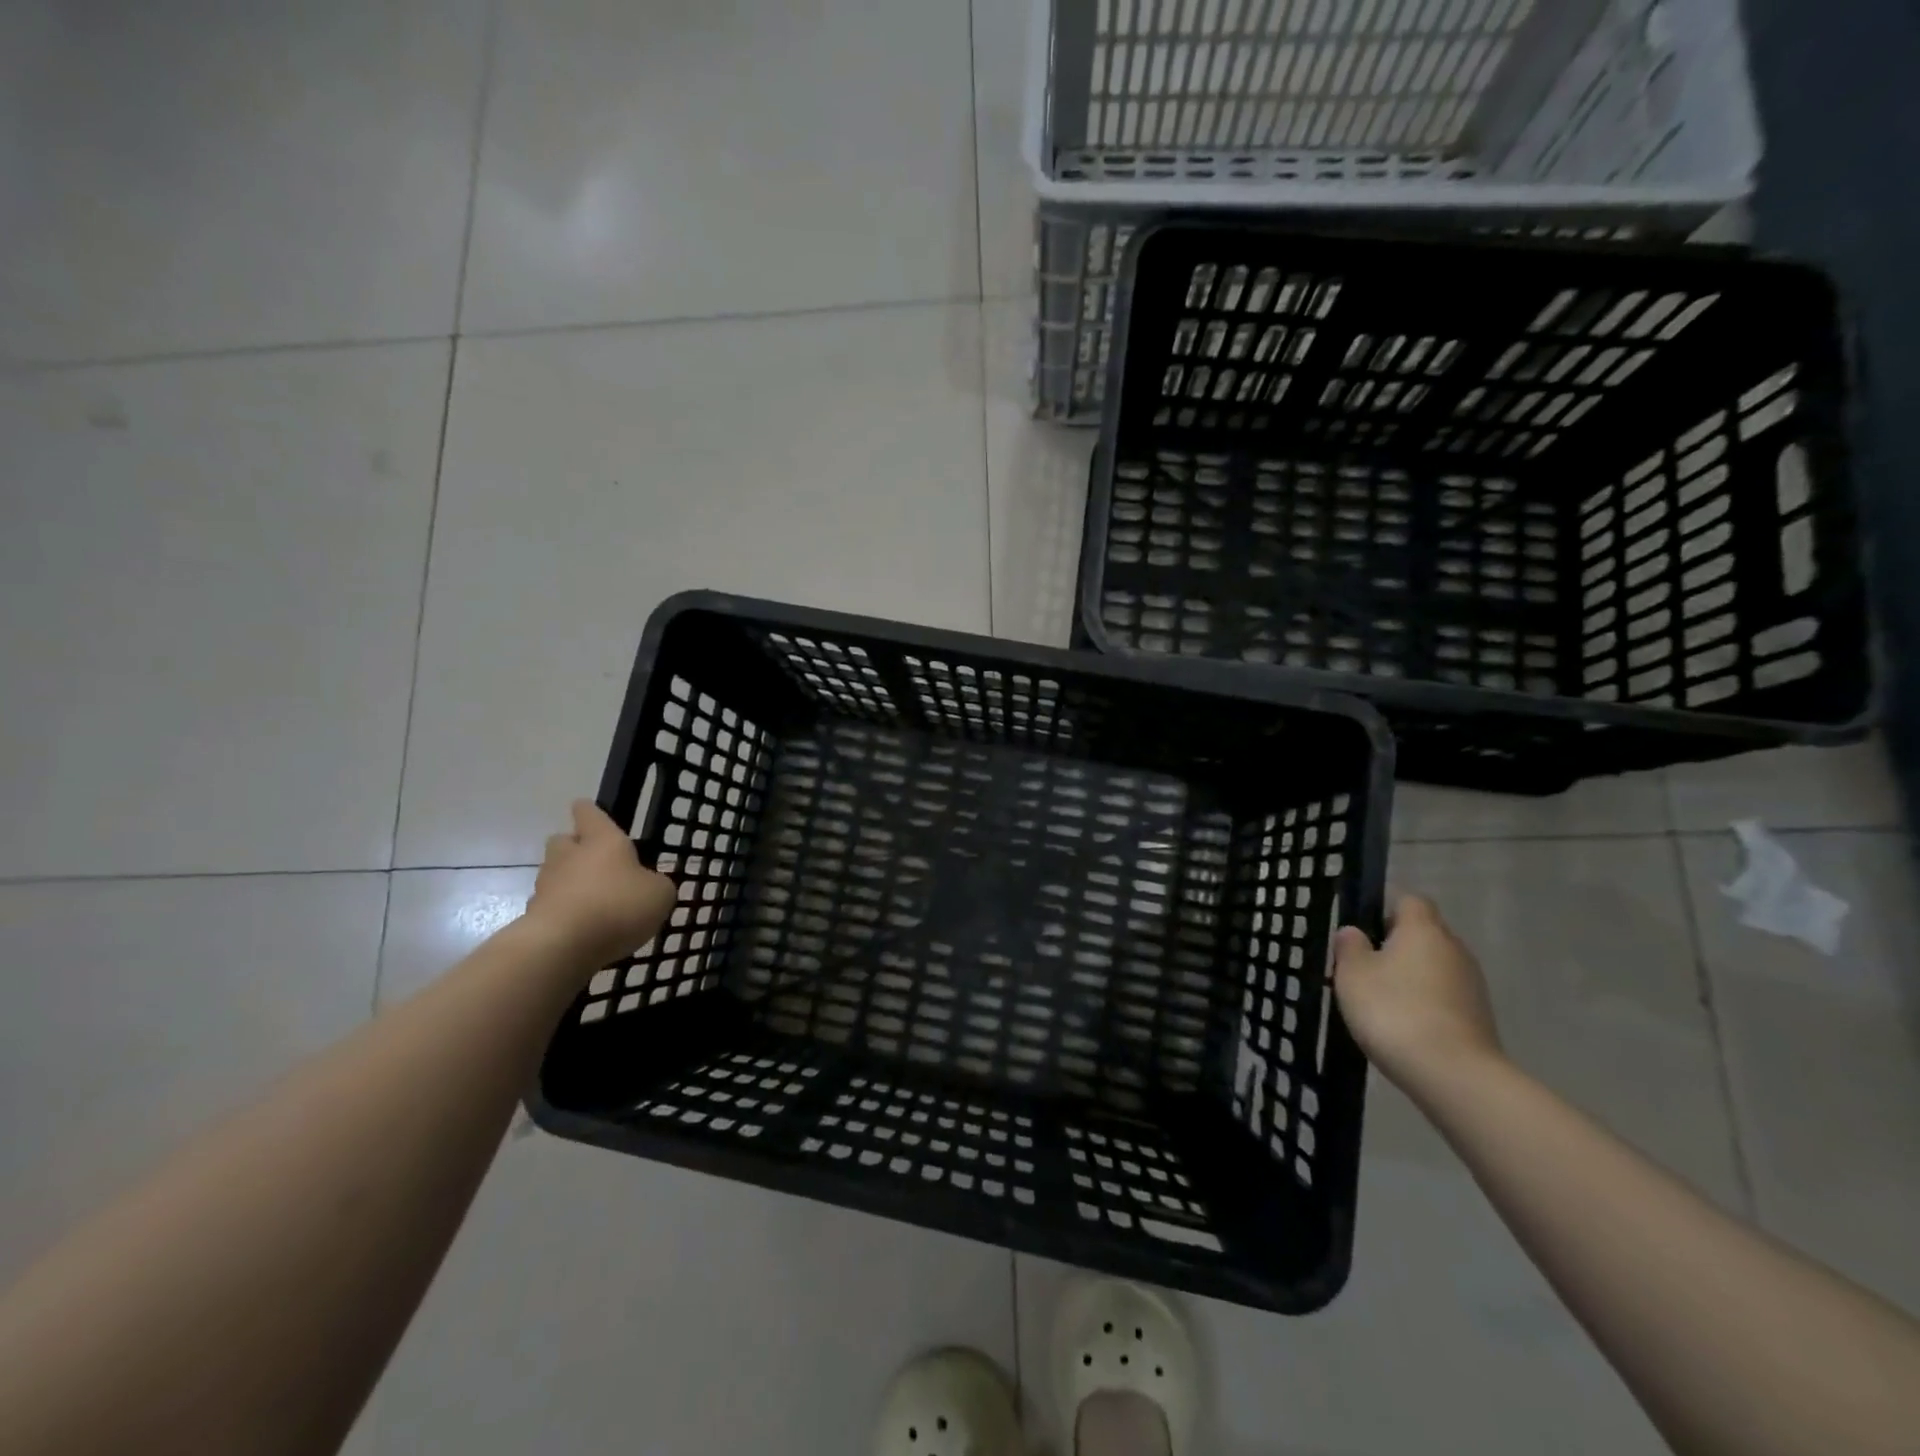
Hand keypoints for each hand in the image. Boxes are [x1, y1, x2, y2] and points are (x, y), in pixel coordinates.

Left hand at [525, 801, 676, 969]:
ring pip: (554, 874)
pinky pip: (551, 906)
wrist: (562, 947)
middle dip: (575, 848)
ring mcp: (546, 885)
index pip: (589, 813)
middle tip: (596, 863)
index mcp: (602, 840)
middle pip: (563, 841)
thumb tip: (649, 884)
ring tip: (593, 903)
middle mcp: (569, 855)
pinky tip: (581, 929)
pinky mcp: (533, 916)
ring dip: (569, 883)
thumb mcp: (660, 894)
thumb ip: (657, 884)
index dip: (590, 812)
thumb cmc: (618, 906)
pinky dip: (563, 912)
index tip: (591, 813)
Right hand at [1332, 893, 1501, 1091]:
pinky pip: (1445, 996)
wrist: (1454, 1075)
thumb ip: (1350, 947)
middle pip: (1425, 933)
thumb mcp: (1352, 974)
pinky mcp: (1480, 1017)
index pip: (1409, 900)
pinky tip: (1404, 1025)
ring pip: (1435, 966)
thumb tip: (1355, 932)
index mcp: (1423, 929)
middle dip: (1397, 944)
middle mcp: (1454, 948)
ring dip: (1412, 976)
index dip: (1386, 908)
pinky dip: (1426, 1002)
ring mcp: (1472, 985)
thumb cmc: (1394, 1011)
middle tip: (1364, 967)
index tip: (1363, 928)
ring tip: (1381, 1000)